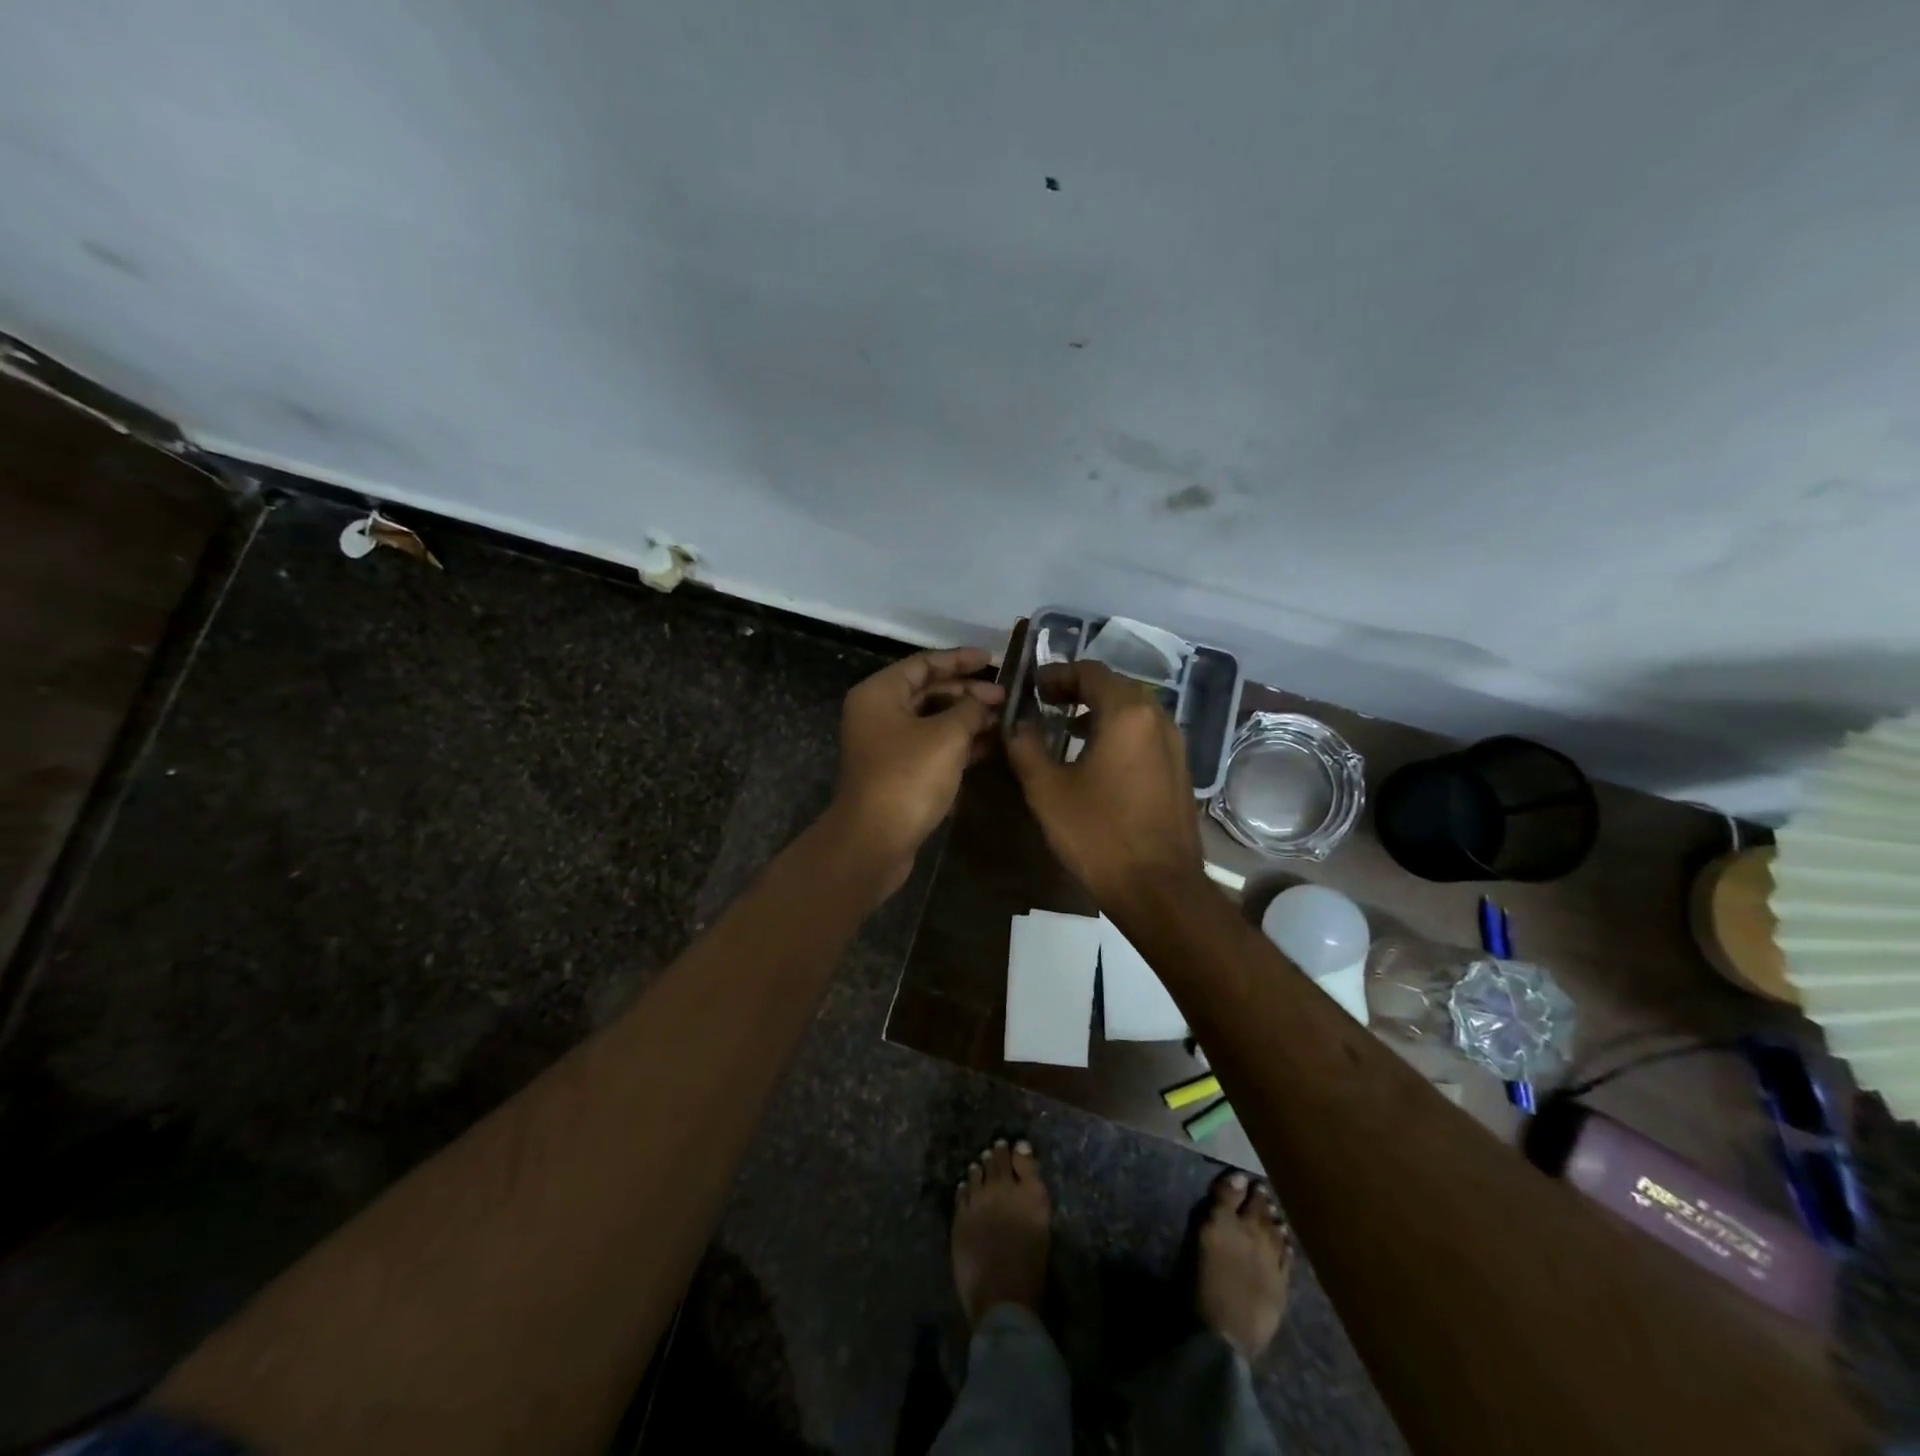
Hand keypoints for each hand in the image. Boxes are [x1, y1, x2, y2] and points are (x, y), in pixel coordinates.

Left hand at [829, 647, 1005, 890]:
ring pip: (932, 721)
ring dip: (966, 719)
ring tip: (1003, 720)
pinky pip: (931, 746)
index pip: (923, 663)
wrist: (875, 840)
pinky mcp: (898, 772)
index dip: (959, 659)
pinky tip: (988, 746)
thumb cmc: (908, 777)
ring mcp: (887, 745)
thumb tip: (985, 702)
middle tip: (1004, 697)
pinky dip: (957, 743)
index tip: (992, 659)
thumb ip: (970, 710)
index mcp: (880, 693)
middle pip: (928, 691)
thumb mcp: (946, 736)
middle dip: (967, 692)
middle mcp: (878, 713)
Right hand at [1005, 660, 1203, 904]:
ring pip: (1133, 711)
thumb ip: (1025, 747)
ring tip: (1067, 730)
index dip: (1057, 674)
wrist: (1159, 888)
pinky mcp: (1179, 770)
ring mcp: (1175, 745)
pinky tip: (1097, 759)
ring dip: (1099, 711)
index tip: (1033, 689)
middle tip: (1046, 704)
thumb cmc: (1099, 834)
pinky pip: (1145, 734)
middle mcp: (1157, 718)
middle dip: (1078, 690)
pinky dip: (1118, 732)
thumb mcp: (1047, 790)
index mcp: (1127, 713)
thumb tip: (1017, 724)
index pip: (1090, 672)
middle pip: (1115, 686)